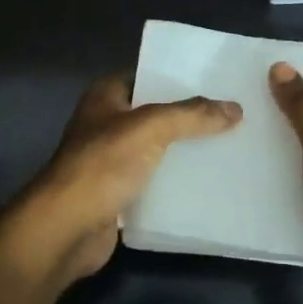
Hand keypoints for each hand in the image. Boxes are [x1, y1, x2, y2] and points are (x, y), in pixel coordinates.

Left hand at [12, 74, 242, 283]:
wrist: (66, 228)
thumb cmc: (102, 165)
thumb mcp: (150, 128)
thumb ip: (192, 115)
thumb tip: (235, 108)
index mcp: (105, 96)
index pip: (145, 75)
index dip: (177, 76)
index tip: (215, 81)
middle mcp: (105, 123)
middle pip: (154, 113)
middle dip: (188, 116)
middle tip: (231, 115)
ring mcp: (110, 160)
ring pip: (156, 149)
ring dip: (184, 150)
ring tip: (228, 146)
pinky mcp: (117, 194)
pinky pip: (154, 181)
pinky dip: (175, 182)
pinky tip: (207, 183)